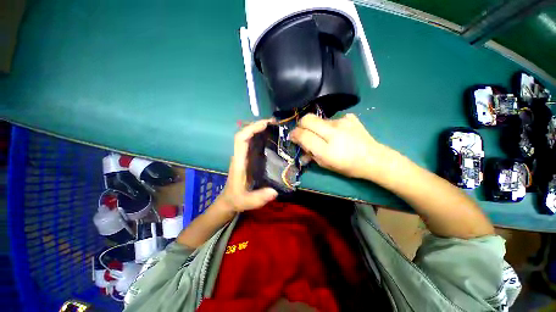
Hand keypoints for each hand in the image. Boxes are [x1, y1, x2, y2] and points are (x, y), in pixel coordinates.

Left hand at [218, 119, 278, 213]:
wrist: (230, 200)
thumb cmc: (236, 198)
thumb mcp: (246, 201)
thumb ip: (258, 198)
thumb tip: (274, 192)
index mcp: (239, 161)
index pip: (241, 139)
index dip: (251, 129)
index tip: (265, 124)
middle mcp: (241, 155)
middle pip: (245, 134)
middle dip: (258, 125)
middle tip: (274, 122)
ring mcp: (245, 156)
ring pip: (250, 137)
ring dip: (260, 129)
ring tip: (275, 127)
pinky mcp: (249, 159)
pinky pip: (254, 144)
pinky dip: (262, 137)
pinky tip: (272, 138)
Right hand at [291, 113, 396, 180]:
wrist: (374, 158)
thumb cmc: (348, 166)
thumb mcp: (326, 165)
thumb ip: (310, 154)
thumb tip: (300, 147)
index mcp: (326, 149)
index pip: (303, 135)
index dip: (294, 134)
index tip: (293, 137)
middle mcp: (333, 132)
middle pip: (307, 119)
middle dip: (301, 125)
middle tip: (303, 132)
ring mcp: (342, 122)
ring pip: (319, 119)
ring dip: (316, 127)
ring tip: (323, 136)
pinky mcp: (349, 117)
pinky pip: (331, 119)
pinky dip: (329, 126)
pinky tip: (336, 133)